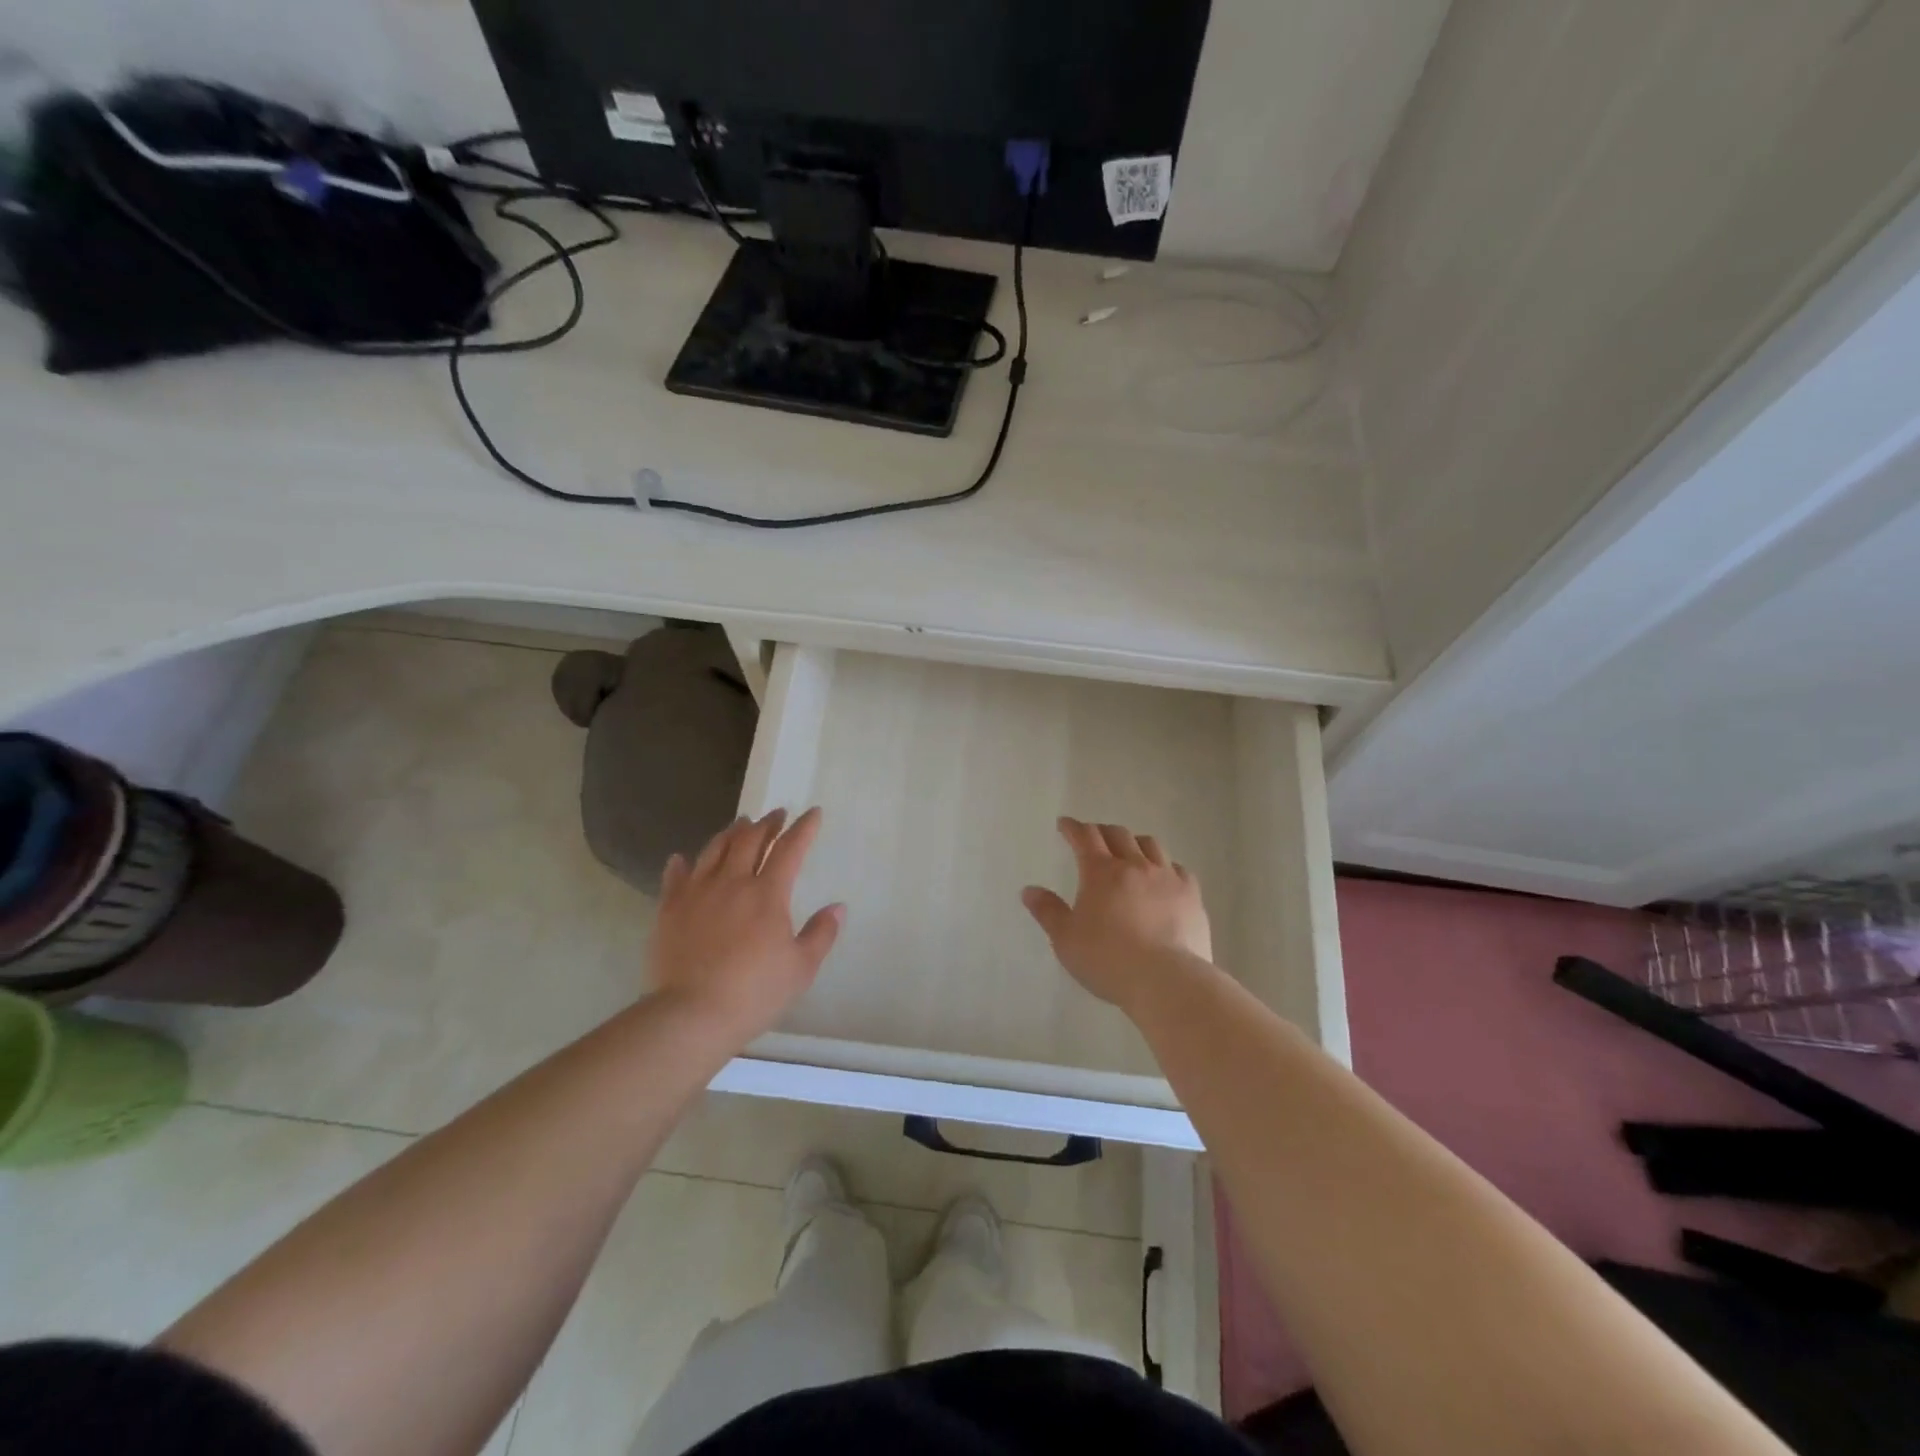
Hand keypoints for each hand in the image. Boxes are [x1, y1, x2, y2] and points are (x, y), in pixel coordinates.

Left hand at [648, 808, 844, 1046]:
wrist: (691, 1014)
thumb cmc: (754, 993)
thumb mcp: (801, 968)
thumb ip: (821, 934)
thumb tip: (837, 907)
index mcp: (768, 894)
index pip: (790, 849)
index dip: (803, 828)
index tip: (813, 813)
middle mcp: (732, 882)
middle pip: (750, 840)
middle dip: (767, 823)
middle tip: (776, 815)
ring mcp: (697, 892)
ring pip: (715, 850)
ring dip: (731, 833)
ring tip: (740, 825)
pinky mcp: (669, 909)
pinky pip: (675, 876)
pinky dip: (682, 864)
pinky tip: (681, 858)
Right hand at [1022, 817, 1212, 1012]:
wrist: (1166, 980)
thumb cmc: (1107, 959)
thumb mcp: (1066, 939)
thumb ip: (1048, 911)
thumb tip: (1029, 890)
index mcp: (1101, 872)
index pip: (1085, 836)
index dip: (1073, 828)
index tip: (1065, 825)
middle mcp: (1135, 865)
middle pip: (1118, 834)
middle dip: (1102, 831)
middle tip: (1094, 837)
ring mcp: (1167, 878)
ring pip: (1151, 845)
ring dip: (1135, 842)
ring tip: (1129, 851)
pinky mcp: (1192, 895)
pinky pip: (1178, 869)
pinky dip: (1165, 866)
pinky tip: (1163, 878)